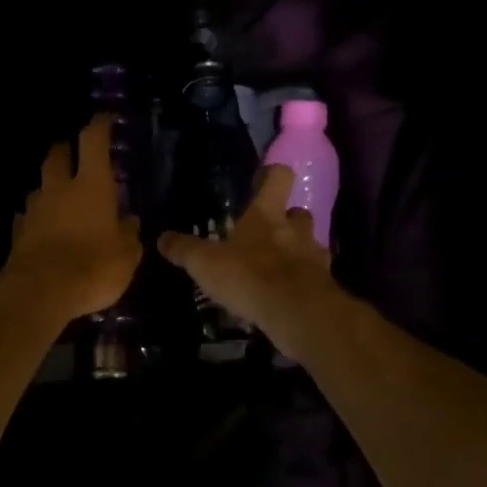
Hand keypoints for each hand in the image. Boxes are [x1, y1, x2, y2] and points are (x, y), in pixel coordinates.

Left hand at [4, 115, 142, 323]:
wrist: (41, 292)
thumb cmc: (94, 266)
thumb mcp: (127, 255)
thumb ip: (129, 235)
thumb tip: (129, 222)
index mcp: (91, 185)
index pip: (93, 141)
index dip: (98, 126)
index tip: (103, 118)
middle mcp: (60, 189)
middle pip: (56, 156)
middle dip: (64, 150)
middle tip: (72, 152)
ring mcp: (35, 210)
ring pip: (39, 186)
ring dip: (49, 187)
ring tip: (59, 197)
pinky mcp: (18, 233)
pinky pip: (27, 217)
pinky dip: (35, 218)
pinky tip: (41, 228)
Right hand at [158, 165, 337, 361]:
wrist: (296, 312)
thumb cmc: (248, 276)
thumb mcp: (205, 263)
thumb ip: (184, 250)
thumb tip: (162, 238)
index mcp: (266, 215)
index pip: (279, 177)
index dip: (272, 174)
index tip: (263, 179)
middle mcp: (295, 229)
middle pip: (298, 212)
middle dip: (286, 220)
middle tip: (268, 233)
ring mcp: (314, 256)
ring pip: (310, 244)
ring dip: (297, 251)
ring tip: (277, 268)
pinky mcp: (324, 285)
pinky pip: (315, 275)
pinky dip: (304, 280)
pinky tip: (288, 294)